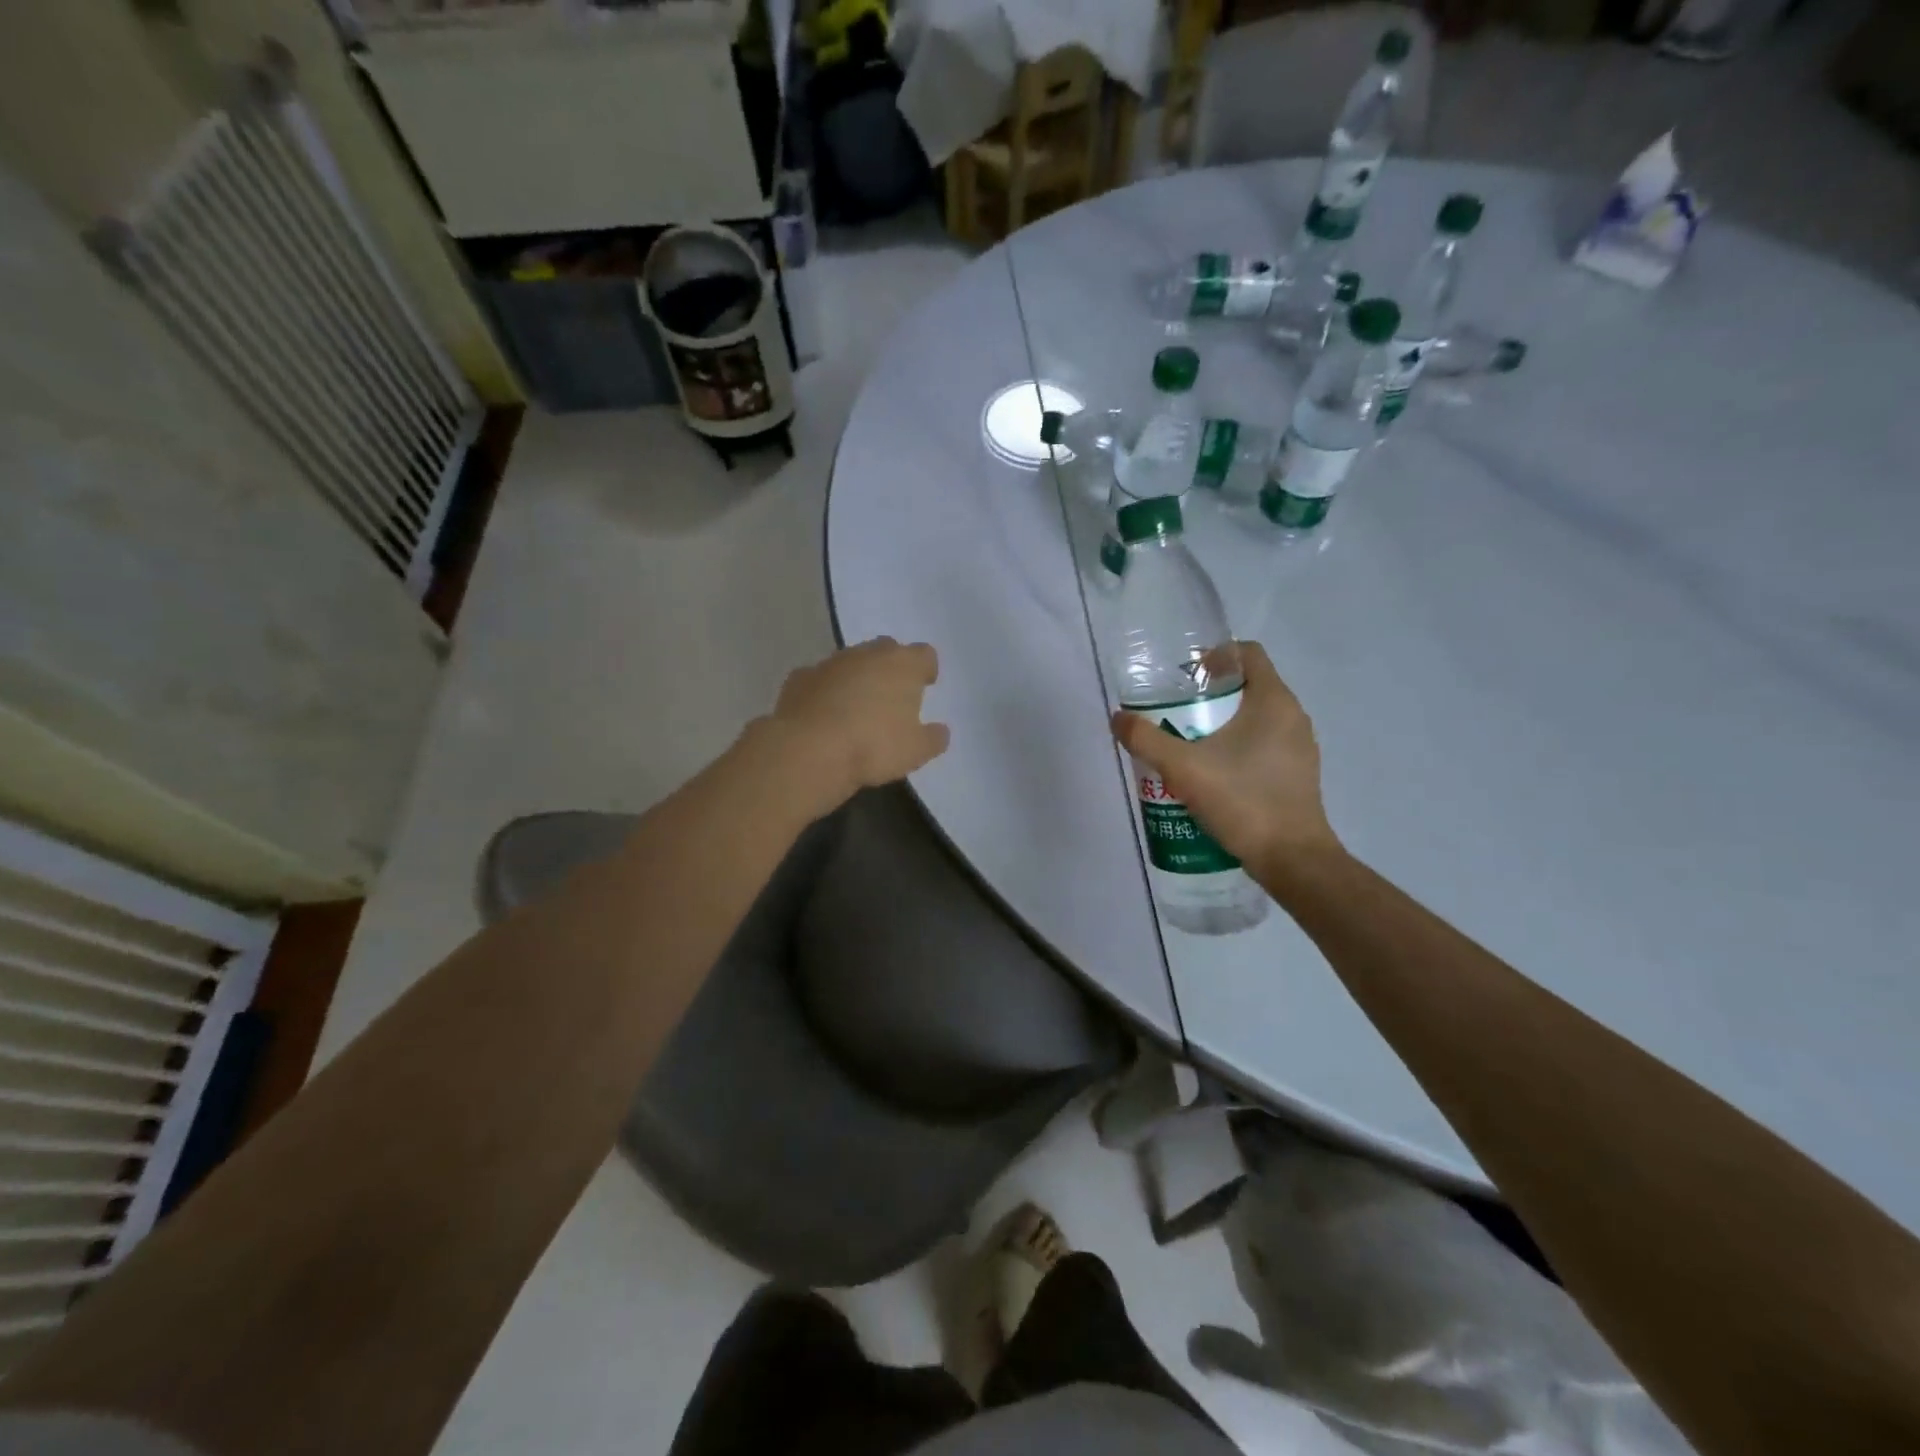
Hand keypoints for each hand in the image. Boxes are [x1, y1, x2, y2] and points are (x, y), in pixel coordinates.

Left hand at [769, 638, 950, 812]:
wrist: (808, 750)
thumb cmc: (873, 746)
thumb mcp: (916, 751)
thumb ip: (933, 738)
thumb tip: (939, 731)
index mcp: (902, 665)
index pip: (924, 654)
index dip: (926, 669)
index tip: (925, 686)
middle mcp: (867, 654)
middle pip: (886, 649)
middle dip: (891, 667)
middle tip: (892, 695)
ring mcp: (830, 663)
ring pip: (851, 662)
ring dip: (857, 677)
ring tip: (857, 708)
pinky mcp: (799, 678)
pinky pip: (820, 679)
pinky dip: (825, 691)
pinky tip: (824, 714)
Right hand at [1109, 641, 1341, 880]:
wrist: (1292, 860)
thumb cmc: (1242, 801)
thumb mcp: (1183, 768)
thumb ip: (1146, 739)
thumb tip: (1118, 718)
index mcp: (1274, 701)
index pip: (1248, 653)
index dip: (1214, 655)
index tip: (1184, 677)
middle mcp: (1293, 717)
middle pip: (1248, 686)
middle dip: (1209, 694)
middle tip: (1174, 711)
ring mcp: (1300, 748)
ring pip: (1256, 718)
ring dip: (1221, 723)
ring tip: (1186, 743)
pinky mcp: (1298, 775)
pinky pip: (1264, 746)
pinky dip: (1237, 748)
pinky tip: (1210, 773)